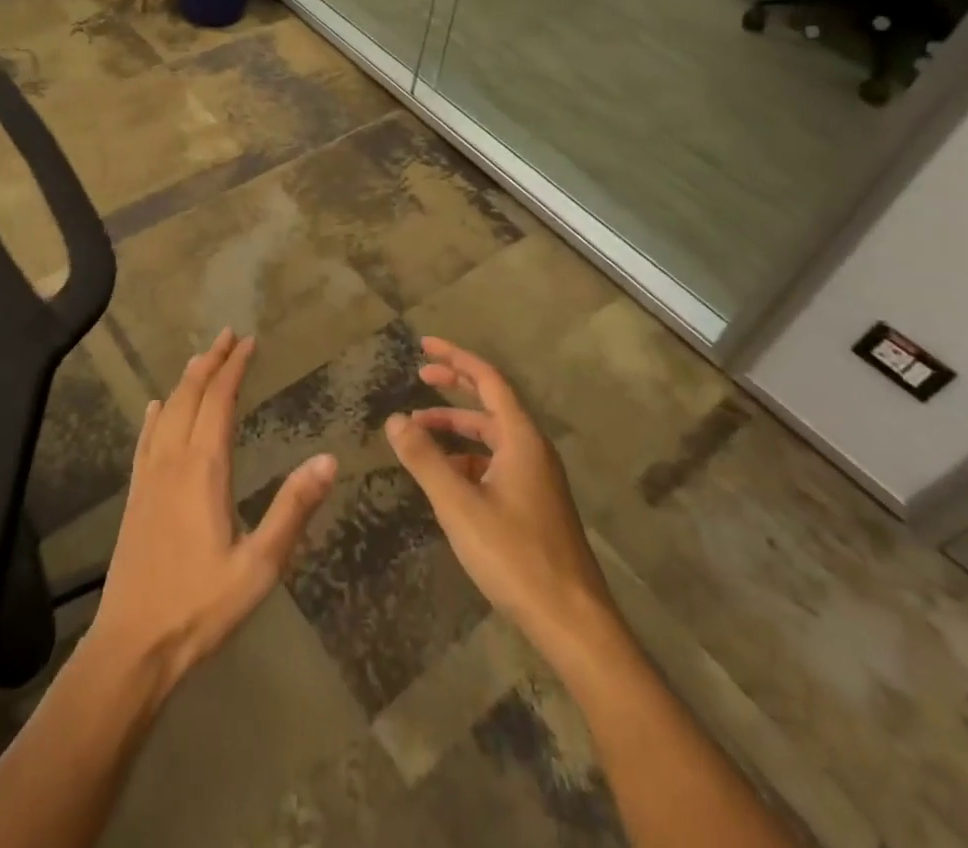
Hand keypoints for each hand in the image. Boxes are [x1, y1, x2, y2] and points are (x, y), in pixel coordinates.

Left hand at [88, 329, 337, 693]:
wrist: (132, 644)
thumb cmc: (200, 605)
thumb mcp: (260, 564)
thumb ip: (293, 509)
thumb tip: (328, 459)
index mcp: (204, 468)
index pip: (220, 401)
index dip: (235, 368)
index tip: (249, 342)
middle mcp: (173, 460)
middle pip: (191, 395)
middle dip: (211, 362)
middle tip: (229, 336)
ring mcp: (149, 476)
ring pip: (167, 411)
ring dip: (186, 381)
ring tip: (201, 359)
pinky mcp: (136, 496)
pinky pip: (146, 439)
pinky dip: (156, 415)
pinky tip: (156, 408)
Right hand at [385, 337, 614, 655]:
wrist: (573, 622)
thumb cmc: (516, 556)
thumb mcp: (459, 505)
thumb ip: (424, 459)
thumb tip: (394, 419)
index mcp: (521, 438)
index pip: (487, 380)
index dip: (455, 358)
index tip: (424, 345)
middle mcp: (532, 449)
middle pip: (491, 402)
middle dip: (454, 386)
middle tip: (419, 375)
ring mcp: (536, 478)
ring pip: (491, 437)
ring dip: (455, 428)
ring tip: (417, 434)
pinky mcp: (534, 504)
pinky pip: (495, 464)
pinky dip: (466, 459)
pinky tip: (443, 478)